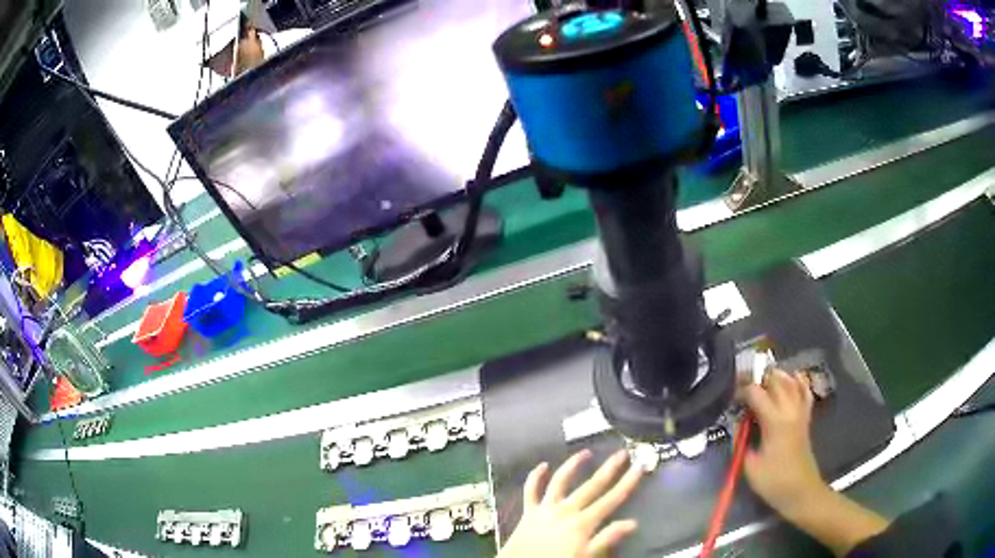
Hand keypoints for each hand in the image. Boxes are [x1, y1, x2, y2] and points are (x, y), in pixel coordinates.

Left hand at [498, 449, 642, 557]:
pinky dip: (535, 477)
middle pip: (592, 486)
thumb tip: (633, 523)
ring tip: (585, 452)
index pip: (611, 499)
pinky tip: (542, 465)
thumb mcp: (586, 556)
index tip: (640, 465)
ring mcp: (546, 508)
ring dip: (573, 465)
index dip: (628, 482)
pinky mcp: (529, 511)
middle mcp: (566, 510)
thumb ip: (607, 539)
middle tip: (622, 453)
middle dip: (609, 469)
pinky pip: (530, 490)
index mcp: (583, 522)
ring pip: (560, 481)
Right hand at [740, 369, 825, 520]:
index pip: (756, 392)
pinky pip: (804, 392)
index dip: (741, 390)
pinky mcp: (805, 418)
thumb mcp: (750, 467)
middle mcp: (789, 410)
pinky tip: (792, 378)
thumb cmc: (774, 482)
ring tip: (762, 383)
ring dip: (776, 377)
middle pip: (775, 380)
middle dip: (758, 379)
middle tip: (744, 390)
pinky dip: (798, 382)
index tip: (731, 397)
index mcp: (774, 421)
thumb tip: (739, 426)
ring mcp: (800, 412)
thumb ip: (742, 442)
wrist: (801, 491)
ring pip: (791, 381)